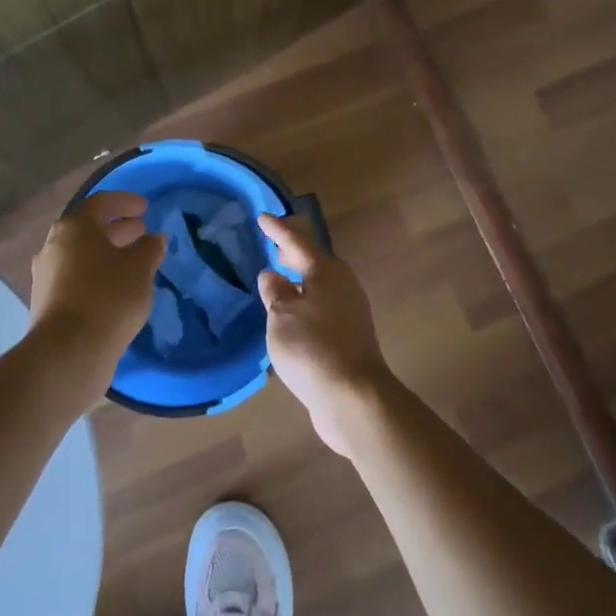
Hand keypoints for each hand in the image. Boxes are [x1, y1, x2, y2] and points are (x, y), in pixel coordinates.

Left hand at [30, 191, 165, 402]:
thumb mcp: (140, 269)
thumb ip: (149, 249)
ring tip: (132, 263)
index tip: (145, 208)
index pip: (101, 203)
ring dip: (106, 254)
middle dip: (116, 228)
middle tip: (141, 232)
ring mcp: (46, 275)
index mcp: (75, 227)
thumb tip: (153, 239)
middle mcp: (54, 245)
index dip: (125, 202)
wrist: (68, 352)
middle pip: (88, 228)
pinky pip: (75, 278)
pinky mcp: (47, 303)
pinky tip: (115, 289)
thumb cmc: (108, 297)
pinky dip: (96, 275)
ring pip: (81, 255)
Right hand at [257, 213, 394, 456]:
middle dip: (294, 251)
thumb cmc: (313, 347)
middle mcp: (342, 285)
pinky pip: (323, 307)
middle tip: (275, 242)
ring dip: (301, 278)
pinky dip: (307, 301)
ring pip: (320, 284)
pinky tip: (294, 313)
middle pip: (315, 260)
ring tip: (280, 276)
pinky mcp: (350, 337)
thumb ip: (275, 292)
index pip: (298, 241)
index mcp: (326, 272)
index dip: (279, 230)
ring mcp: (350, 311)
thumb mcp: (282, 316)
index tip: (262, 218)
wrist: (353, 397)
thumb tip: (271, 275)